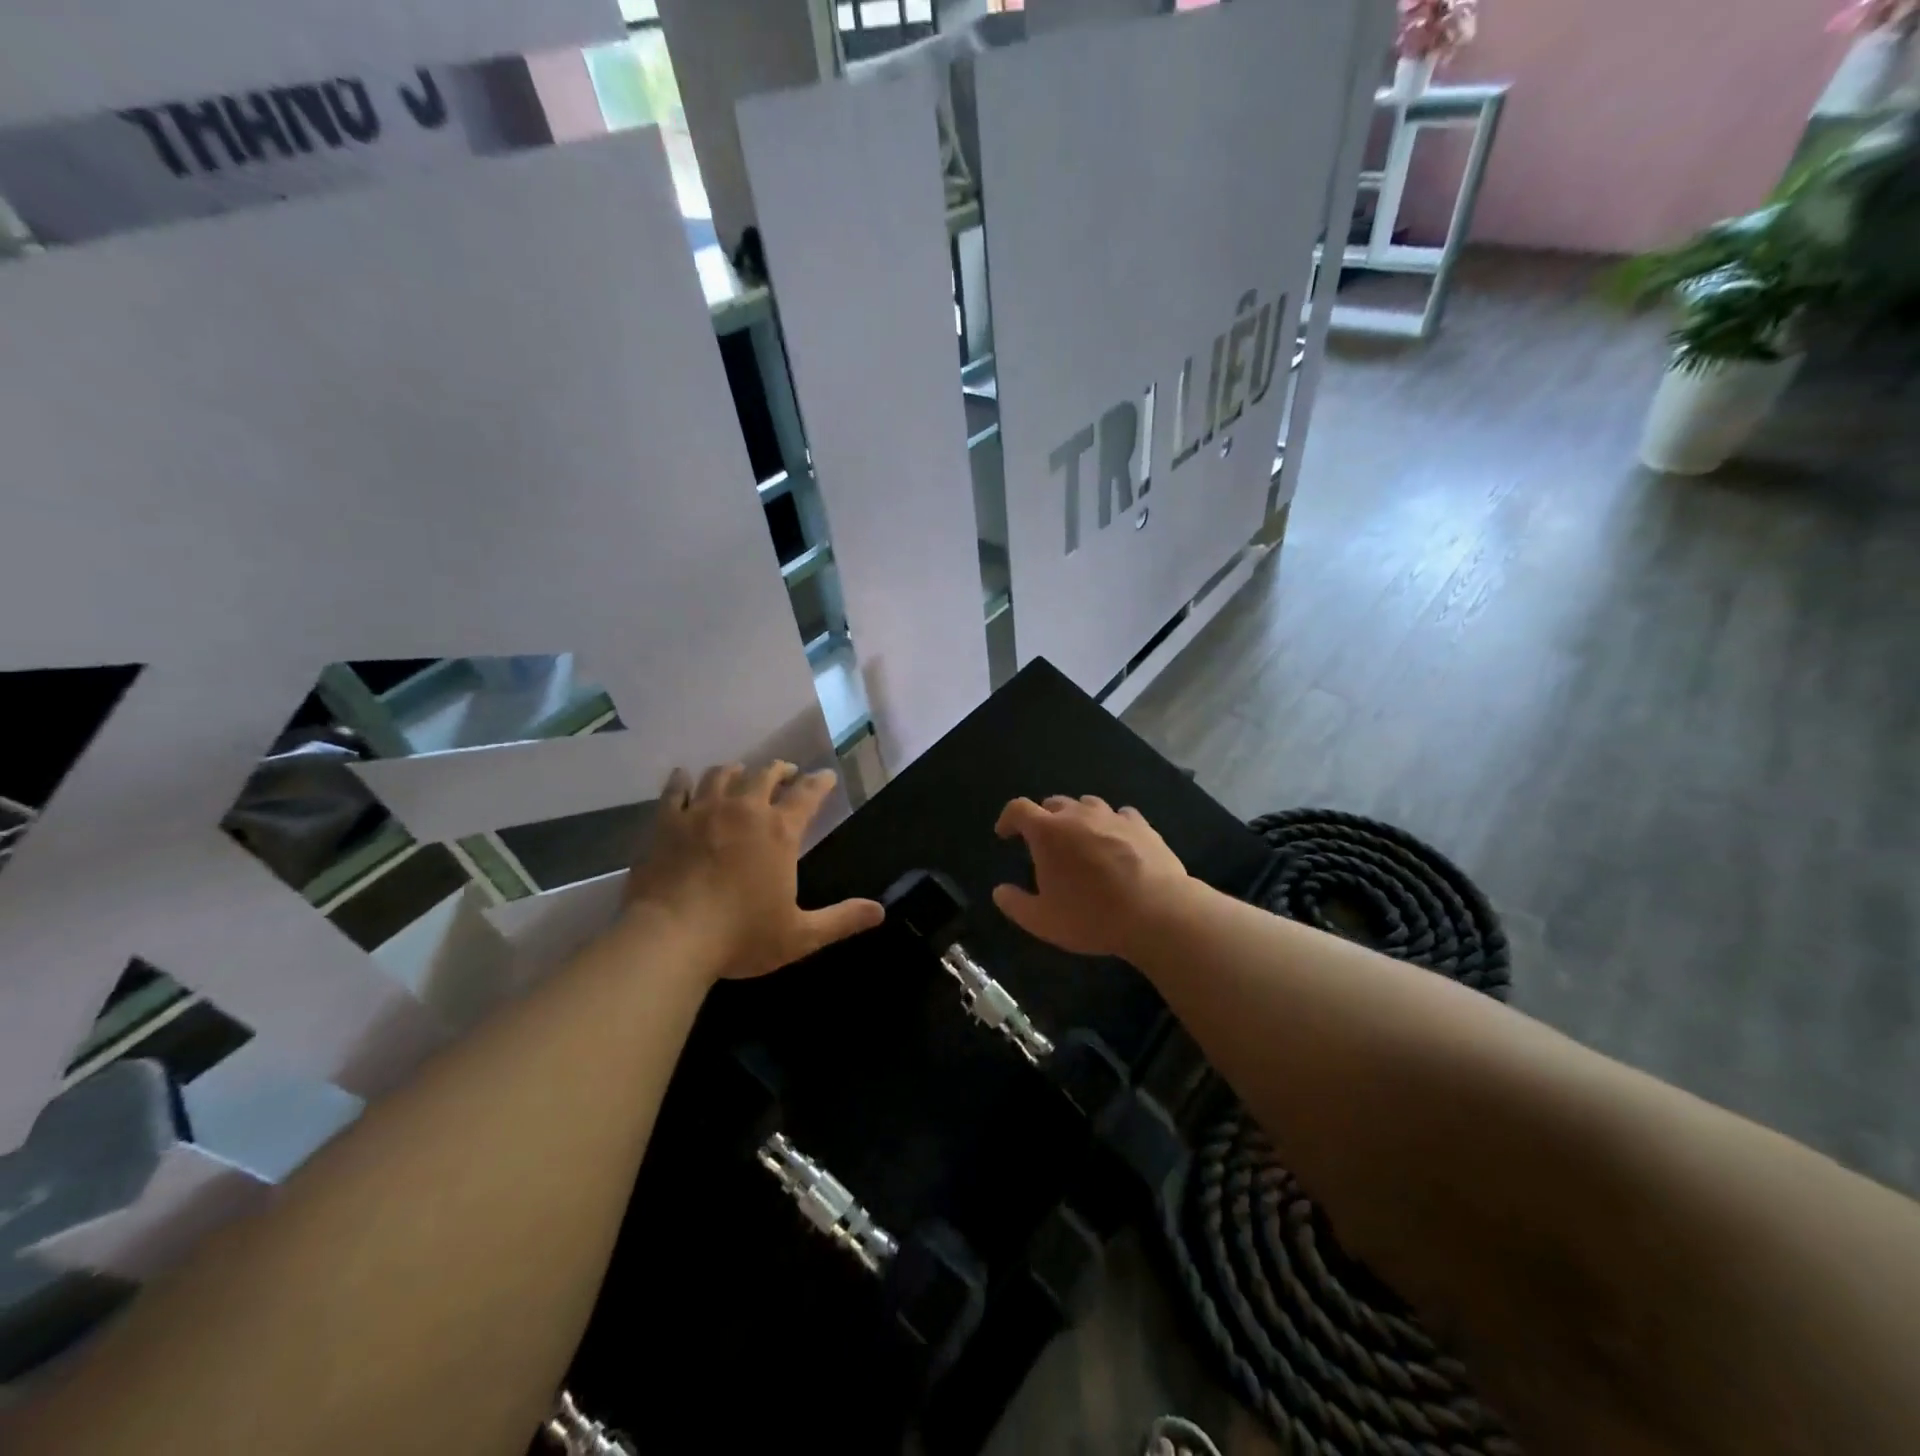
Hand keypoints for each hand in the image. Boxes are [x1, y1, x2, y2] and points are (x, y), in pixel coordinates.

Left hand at [623, 762, 882, 981]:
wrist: (669, 938)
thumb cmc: (741, 936)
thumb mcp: (800, 935)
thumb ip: (841, 920)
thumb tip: (880, 912)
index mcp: (780, 831)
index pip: (808, 794)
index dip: (820, 782)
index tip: (827, 776)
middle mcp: (744, 810)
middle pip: (764, 774)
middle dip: (779, 770)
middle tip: (785, 773)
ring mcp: (702, 812)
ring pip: (722, 774)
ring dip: (736, 771)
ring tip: (740, 773)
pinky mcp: (667, 822)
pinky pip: (676, 789)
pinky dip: (683, 780)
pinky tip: (685, 776)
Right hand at [991, 795, 1190, 957]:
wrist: (1157, 912)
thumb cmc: (1092, 916)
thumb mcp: (1043, 921)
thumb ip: (1015, 904)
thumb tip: (999, 891)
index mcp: (1048, 832)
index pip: (1019, 809)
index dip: (1008, 818)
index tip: (1005, 833)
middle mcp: (1078, 815)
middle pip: (1054, 803)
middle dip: (1044, 818)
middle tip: (1044, 842)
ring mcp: (1113, 817)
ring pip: (1088, 804)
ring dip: (1078, 816)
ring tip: (1080, 838)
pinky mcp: (1142, 825)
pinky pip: (1121, 815)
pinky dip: (1112, 823)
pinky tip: (1117, 839)